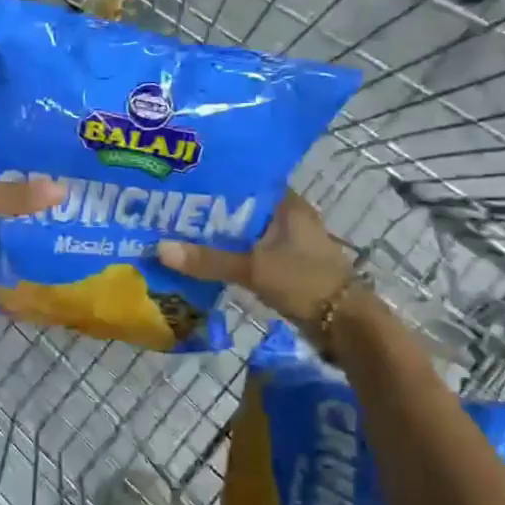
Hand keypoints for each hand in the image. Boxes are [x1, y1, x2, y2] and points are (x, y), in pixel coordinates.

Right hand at [157, 192, 354, 338]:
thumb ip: (209, 260)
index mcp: (287, 204)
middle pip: (240, 208)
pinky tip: (200, 260)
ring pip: (242, 233)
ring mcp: (285, 243)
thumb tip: (160, 248)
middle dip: (208, 211)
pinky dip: (227, 256)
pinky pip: (247, 254)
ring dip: (216, 236)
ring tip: (176, 232)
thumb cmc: (305, 283)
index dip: (216, 179)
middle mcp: (286, 218)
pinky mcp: (282, 266)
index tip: (183, 180)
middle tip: (168, 208)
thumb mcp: (254, 269)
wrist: (344, 325)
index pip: (246, 180)